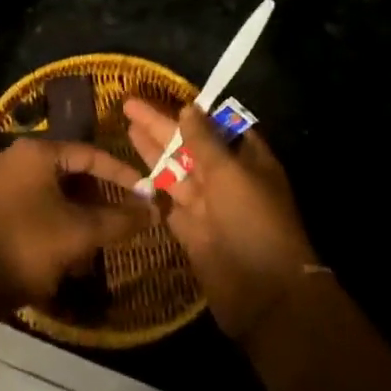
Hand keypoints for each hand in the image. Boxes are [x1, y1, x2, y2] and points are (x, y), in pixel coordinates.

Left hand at [0, 139, 155, 308]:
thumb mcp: (80, 233)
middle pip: (69, 173)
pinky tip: (63, 255)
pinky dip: (52, 224)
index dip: (122, 174)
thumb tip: (153, 210)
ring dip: (76, 217)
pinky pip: (31, 208)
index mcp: (36, 152)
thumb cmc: (27, 245)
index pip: (90, 154)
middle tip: (118, 222)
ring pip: (51, 194)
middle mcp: (14, 158)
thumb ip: (119, 220)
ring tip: (92, 245)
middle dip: (97, 200)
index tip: (145, 194)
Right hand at [123, 99, 319, 343]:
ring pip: (176, 170)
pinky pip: (168, 200)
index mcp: (248, 160)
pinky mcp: (191, 229)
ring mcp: (209, 205)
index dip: (194, 112)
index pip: (219, 126)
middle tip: (130, 105)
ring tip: (126, 125)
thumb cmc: (253, 222)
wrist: (264, 294)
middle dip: (163, 126)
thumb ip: (204, 141)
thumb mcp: (230, 174)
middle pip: (191, 145)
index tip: (167, 96)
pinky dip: (152, 185)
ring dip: (153, 149)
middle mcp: (228, 179)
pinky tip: (132, 168)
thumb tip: (188, 108)